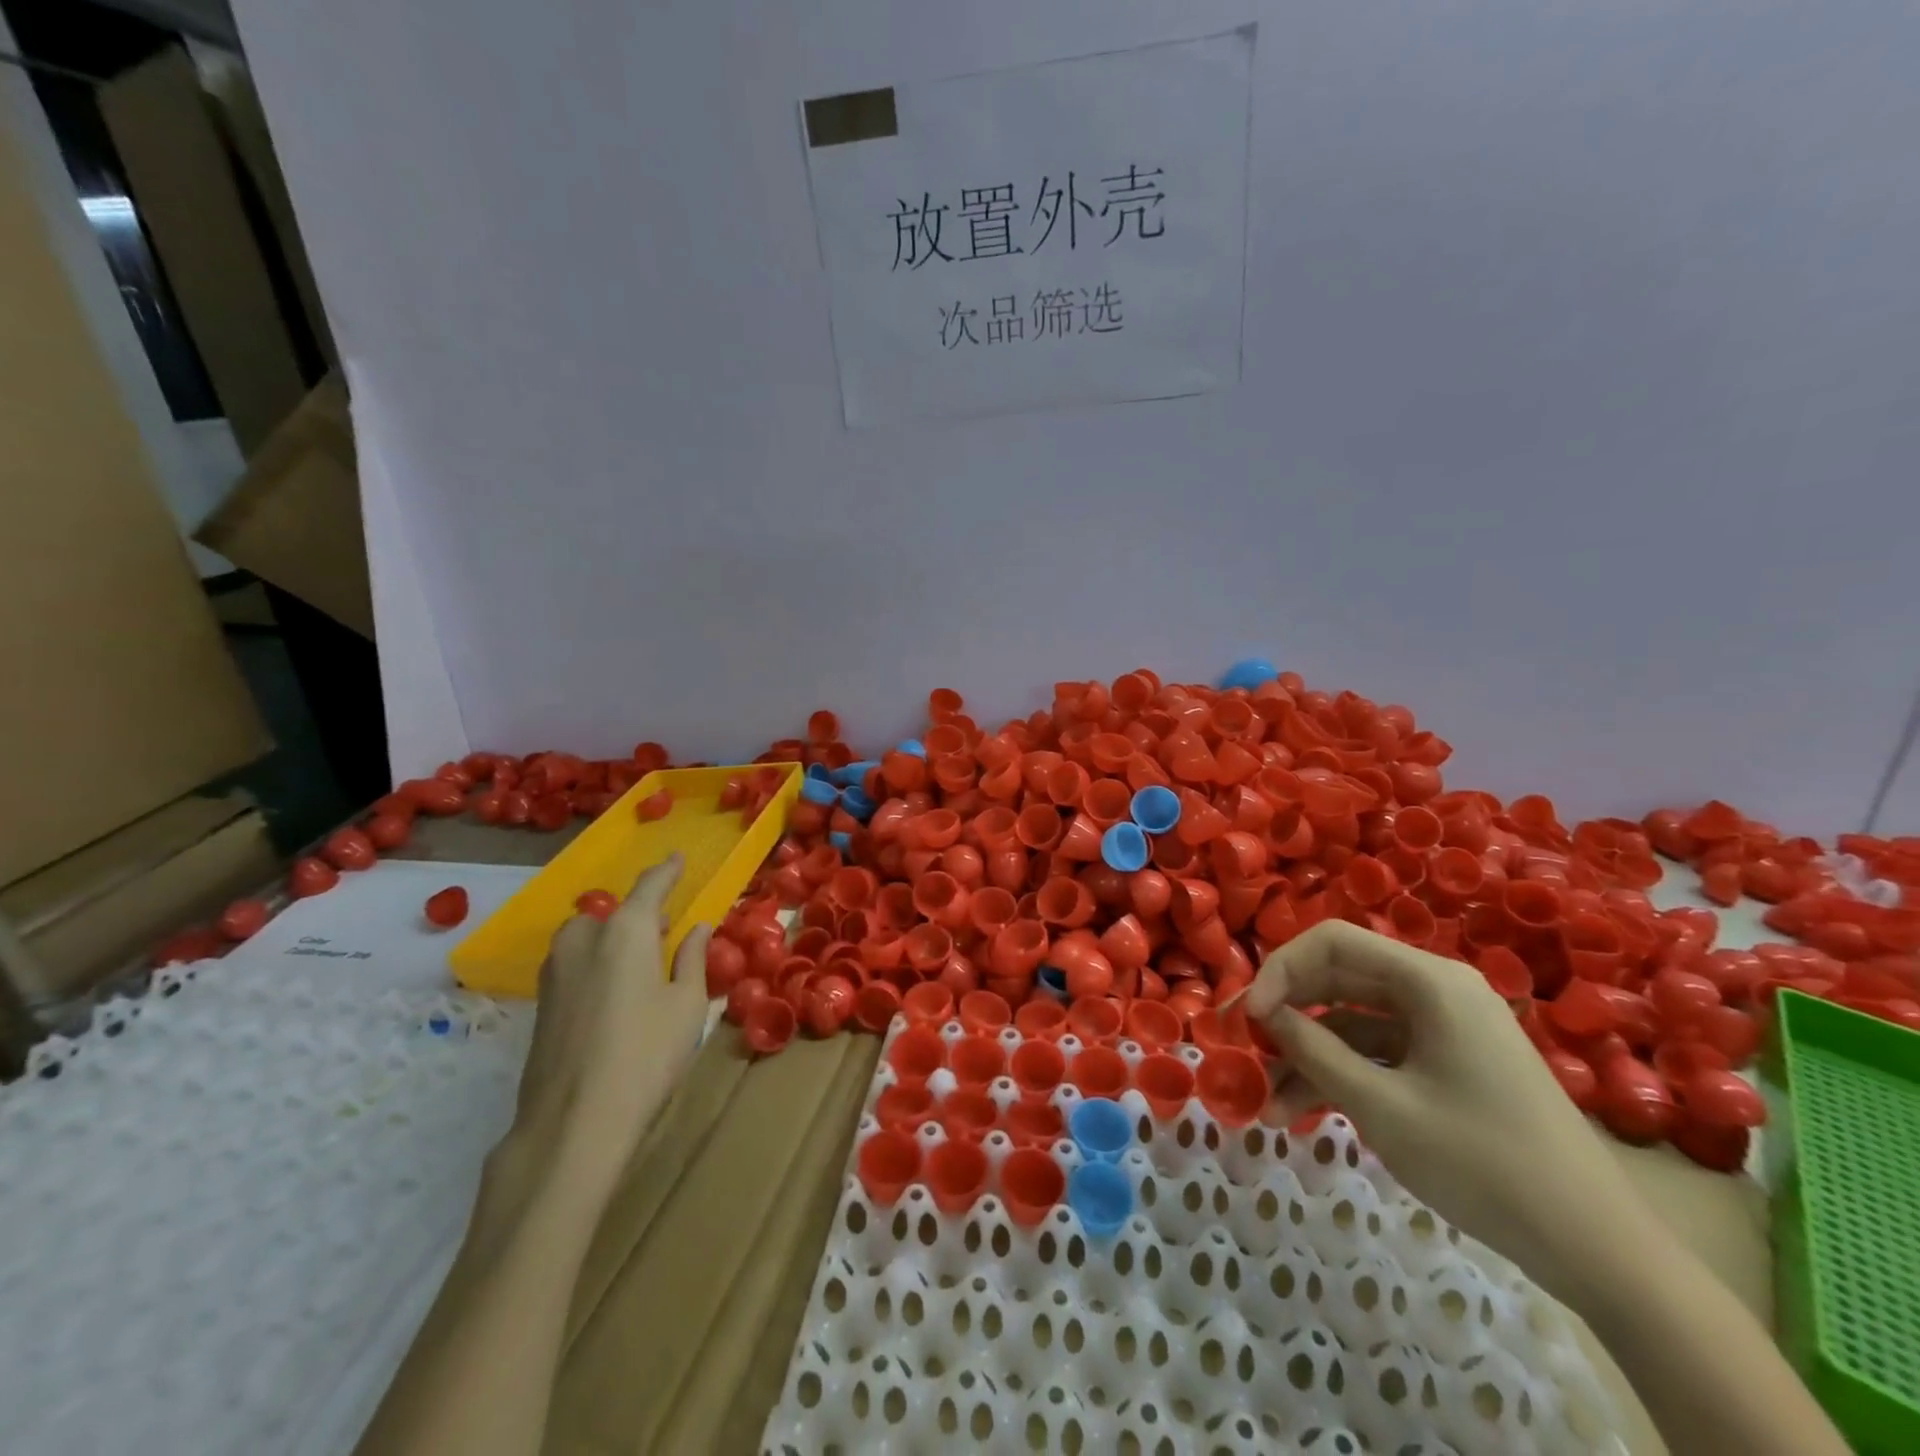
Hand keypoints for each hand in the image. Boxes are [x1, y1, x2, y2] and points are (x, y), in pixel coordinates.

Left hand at [505, 855, 711, 1191]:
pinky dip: (596, 962)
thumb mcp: (687, 1005)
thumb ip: (692, 958)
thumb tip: (696, 928)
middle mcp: (584, 939)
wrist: (573, 1123)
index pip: (650, 886)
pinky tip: (614, 992)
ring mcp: (555, 971)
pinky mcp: (541, 1003)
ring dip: (613, 938)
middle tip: (665, 930)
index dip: (667, 871)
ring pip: (588, 936)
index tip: (678, 857)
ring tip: (639, 961)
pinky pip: (574, 963)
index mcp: (626, 930)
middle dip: (638, 914)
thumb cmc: (647, 1055)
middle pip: (613, 912)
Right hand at [1246, 920, 1653, 1299]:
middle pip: (1339, 979)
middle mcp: (1436, 990)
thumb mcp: (1381, 1106)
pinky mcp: (1449, 1064)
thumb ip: (1313, 1050)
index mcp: (1429, 980)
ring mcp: (1444, 1028)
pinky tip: (1303, 1113)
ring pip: (1353, 1022)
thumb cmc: (1483, 1163)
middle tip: (1240, 1047)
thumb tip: (1262, 1013)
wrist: (1600, 1251)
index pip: (1331, 942)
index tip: (1249, 1017)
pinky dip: (1341, 1075)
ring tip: (1266, 1104)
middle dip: (1286, 1014)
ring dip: (1309, 1056)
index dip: (1280, 970)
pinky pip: (1379, 1053)